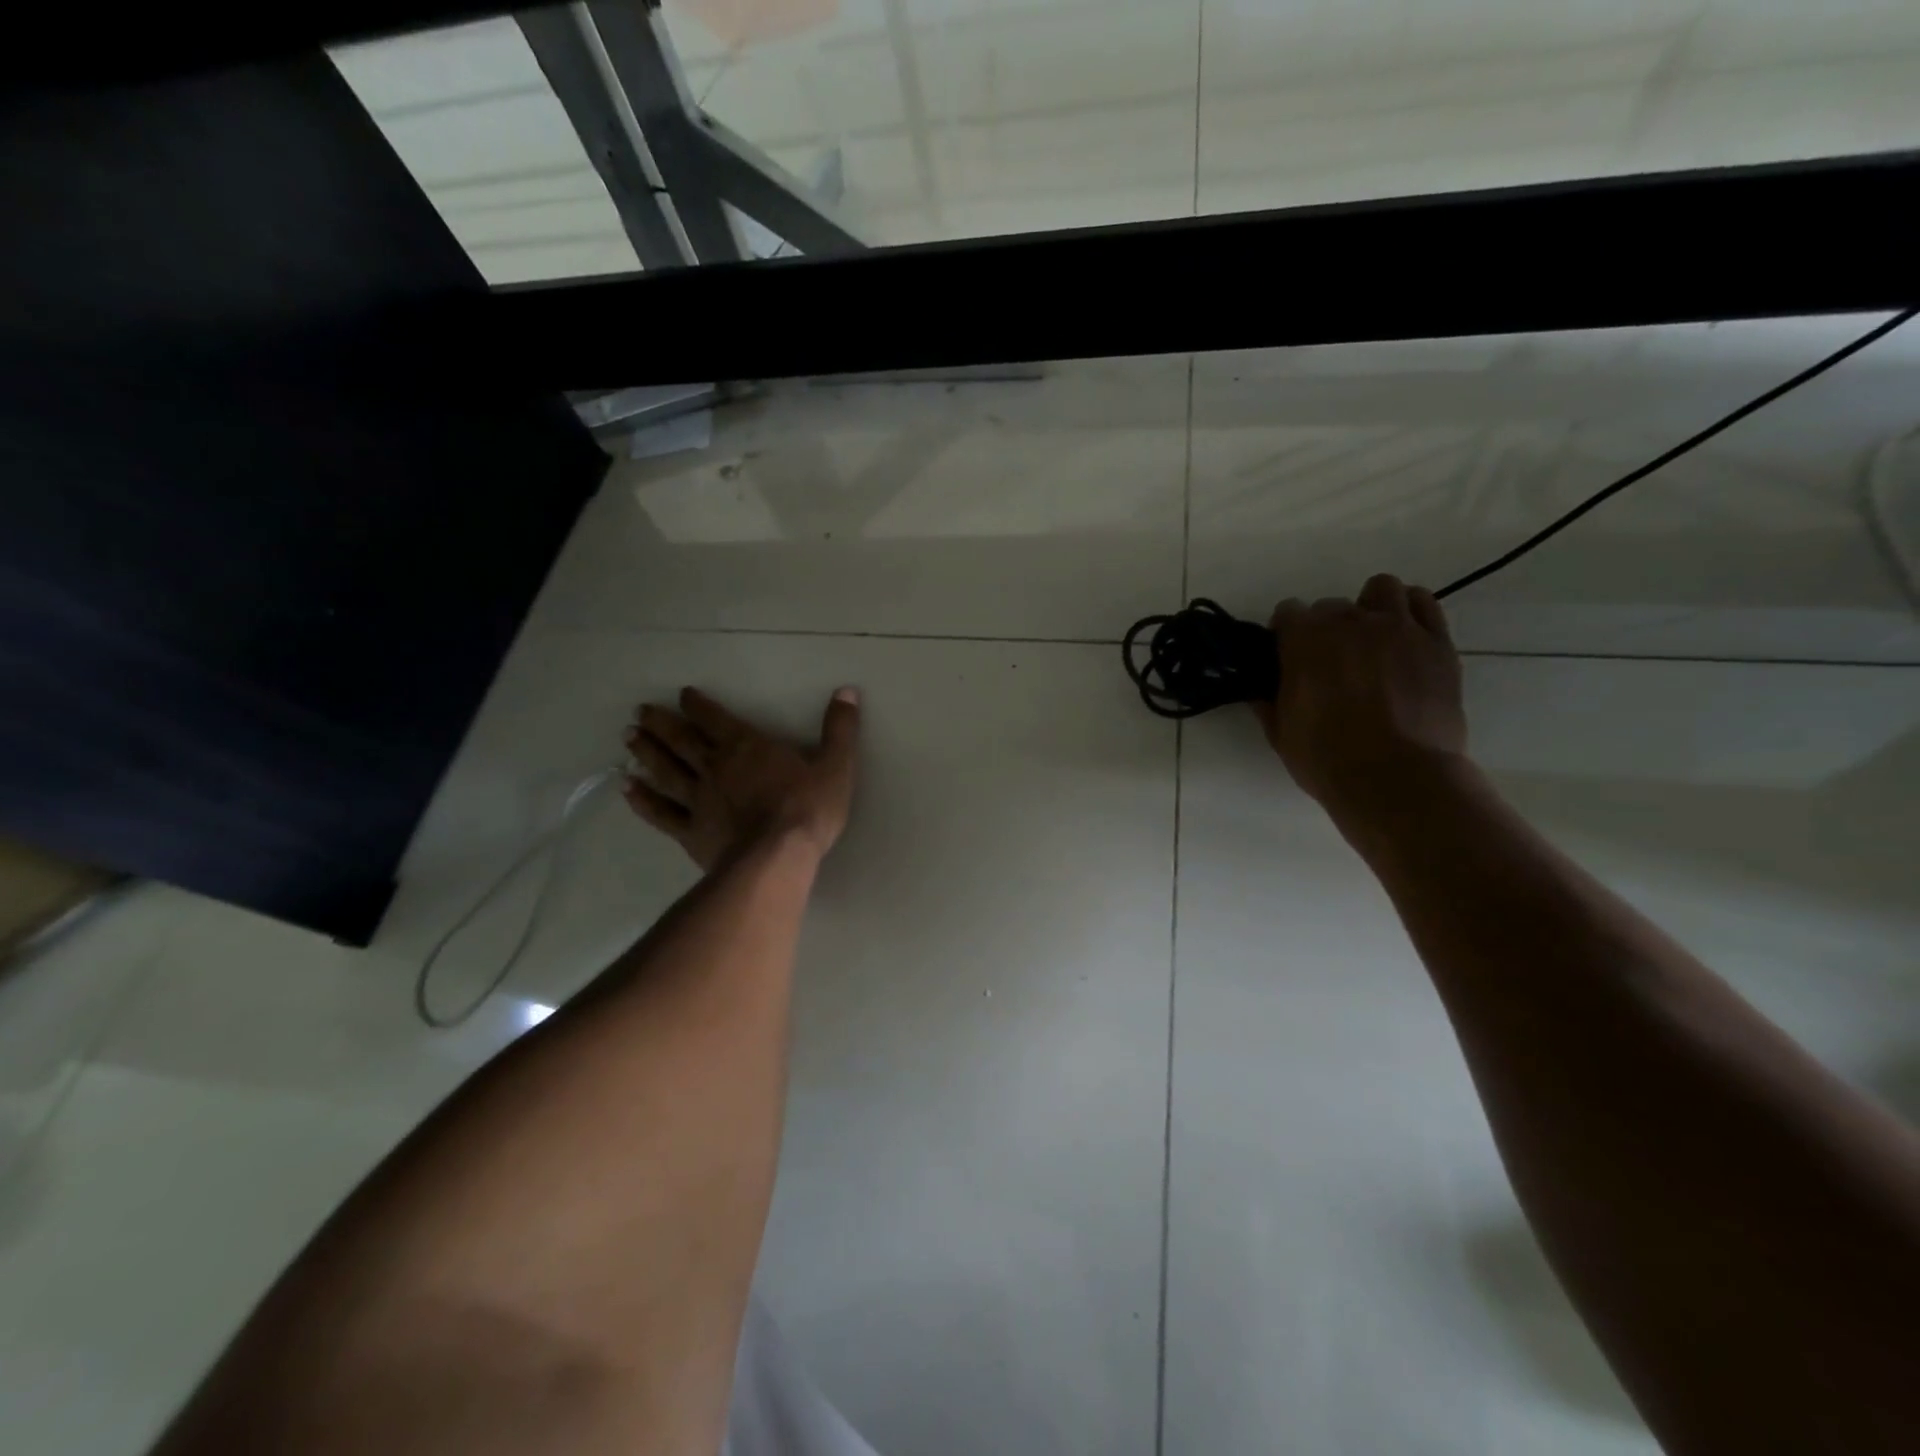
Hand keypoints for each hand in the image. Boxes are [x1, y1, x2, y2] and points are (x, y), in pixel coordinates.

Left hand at [623, 686, 860, 871]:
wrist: (777, 857)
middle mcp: (716, 767)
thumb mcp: (836, 765)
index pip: (716, 718)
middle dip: (662, 723)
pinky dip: (643, 799)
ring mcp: (699, 799)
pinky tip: (627, 788)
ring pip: (666, 770)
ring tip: (628, 737)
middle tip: (640, 711)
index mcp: (747, 747)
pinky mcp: (691, 831)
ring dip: (646, 752)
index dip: (698, 704)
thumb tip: (848, 691)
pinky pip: (662, 812)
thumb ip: (840, 728)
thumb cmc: (808, 809)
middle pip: (682, 740)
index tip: (683, 694)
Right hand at [1253, 574, 1467, 820]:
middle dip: (1326, 629)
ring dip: (1371, 608)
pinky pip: (1424, 603)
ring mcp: (1398, 628)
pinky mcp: (1436, 643)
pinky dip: (1411, 611)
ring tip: (1372, 639)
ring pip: (1381, 589)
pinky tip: (1405, 636)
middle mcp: (1349, 622)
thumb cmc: (1327, 758)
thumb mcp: (1281, 734)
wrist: (1396, 778)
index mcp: (1305, 641)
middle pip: (1331, 606)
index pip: (1288, 612)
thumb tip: (1258, 690)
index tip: (1288, 658)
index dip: (1286, 635)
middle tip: (1331, 663)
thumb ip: (1269, 702)